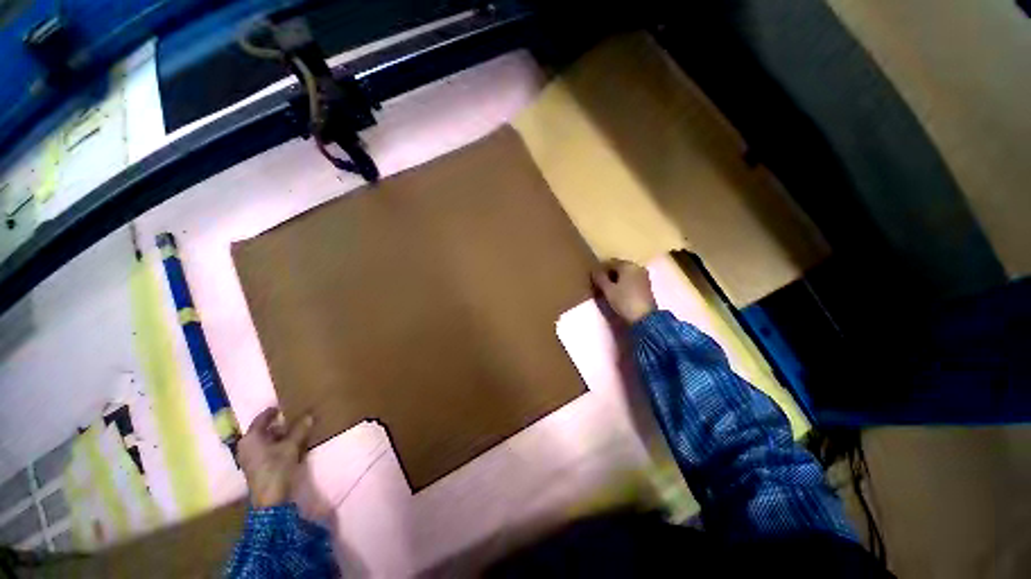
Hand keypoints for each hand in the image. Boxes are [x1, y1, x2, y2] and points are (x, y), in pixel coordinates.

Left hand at [238, 407, 313, 507]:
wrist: (270, 499)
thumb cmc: (277, 468)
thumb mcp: (291, 446)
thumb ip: (300, 429)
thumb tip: (309, 415)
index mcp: (251, 438)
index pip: (262, 418)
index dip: (273, 411)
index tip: (285, 405)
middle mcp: (246, 446)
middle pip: (263, 429)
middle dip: (279, 424)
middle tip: (295, 418)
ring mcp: (249, 458)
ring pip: (265, 440)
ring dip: (279, 435)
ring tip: (296, 431)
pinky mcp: (255, 467)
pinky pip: (266, 449)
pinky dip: (276, 445)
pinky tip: (290, 445)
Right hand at [591, 259, 656, 324]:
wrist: (645, 318)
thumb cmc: (624, 301)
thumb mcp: (607, 290)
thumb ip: (599, 278)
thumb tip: (594, 270)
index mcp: (627, 265)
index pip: (610, 262)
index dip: (600, 270)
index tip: (594, 278)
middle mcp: (637, 267)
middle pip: (619, 267)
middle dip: (609, 274)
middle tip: (600, 284)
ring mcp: (643, 276)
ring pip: (626, 274)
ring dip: (617, 280)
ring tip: (608, 290)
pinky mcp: (647, 286)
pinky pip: (632, 280)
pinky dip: (624, 284)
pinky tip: (619, 293)